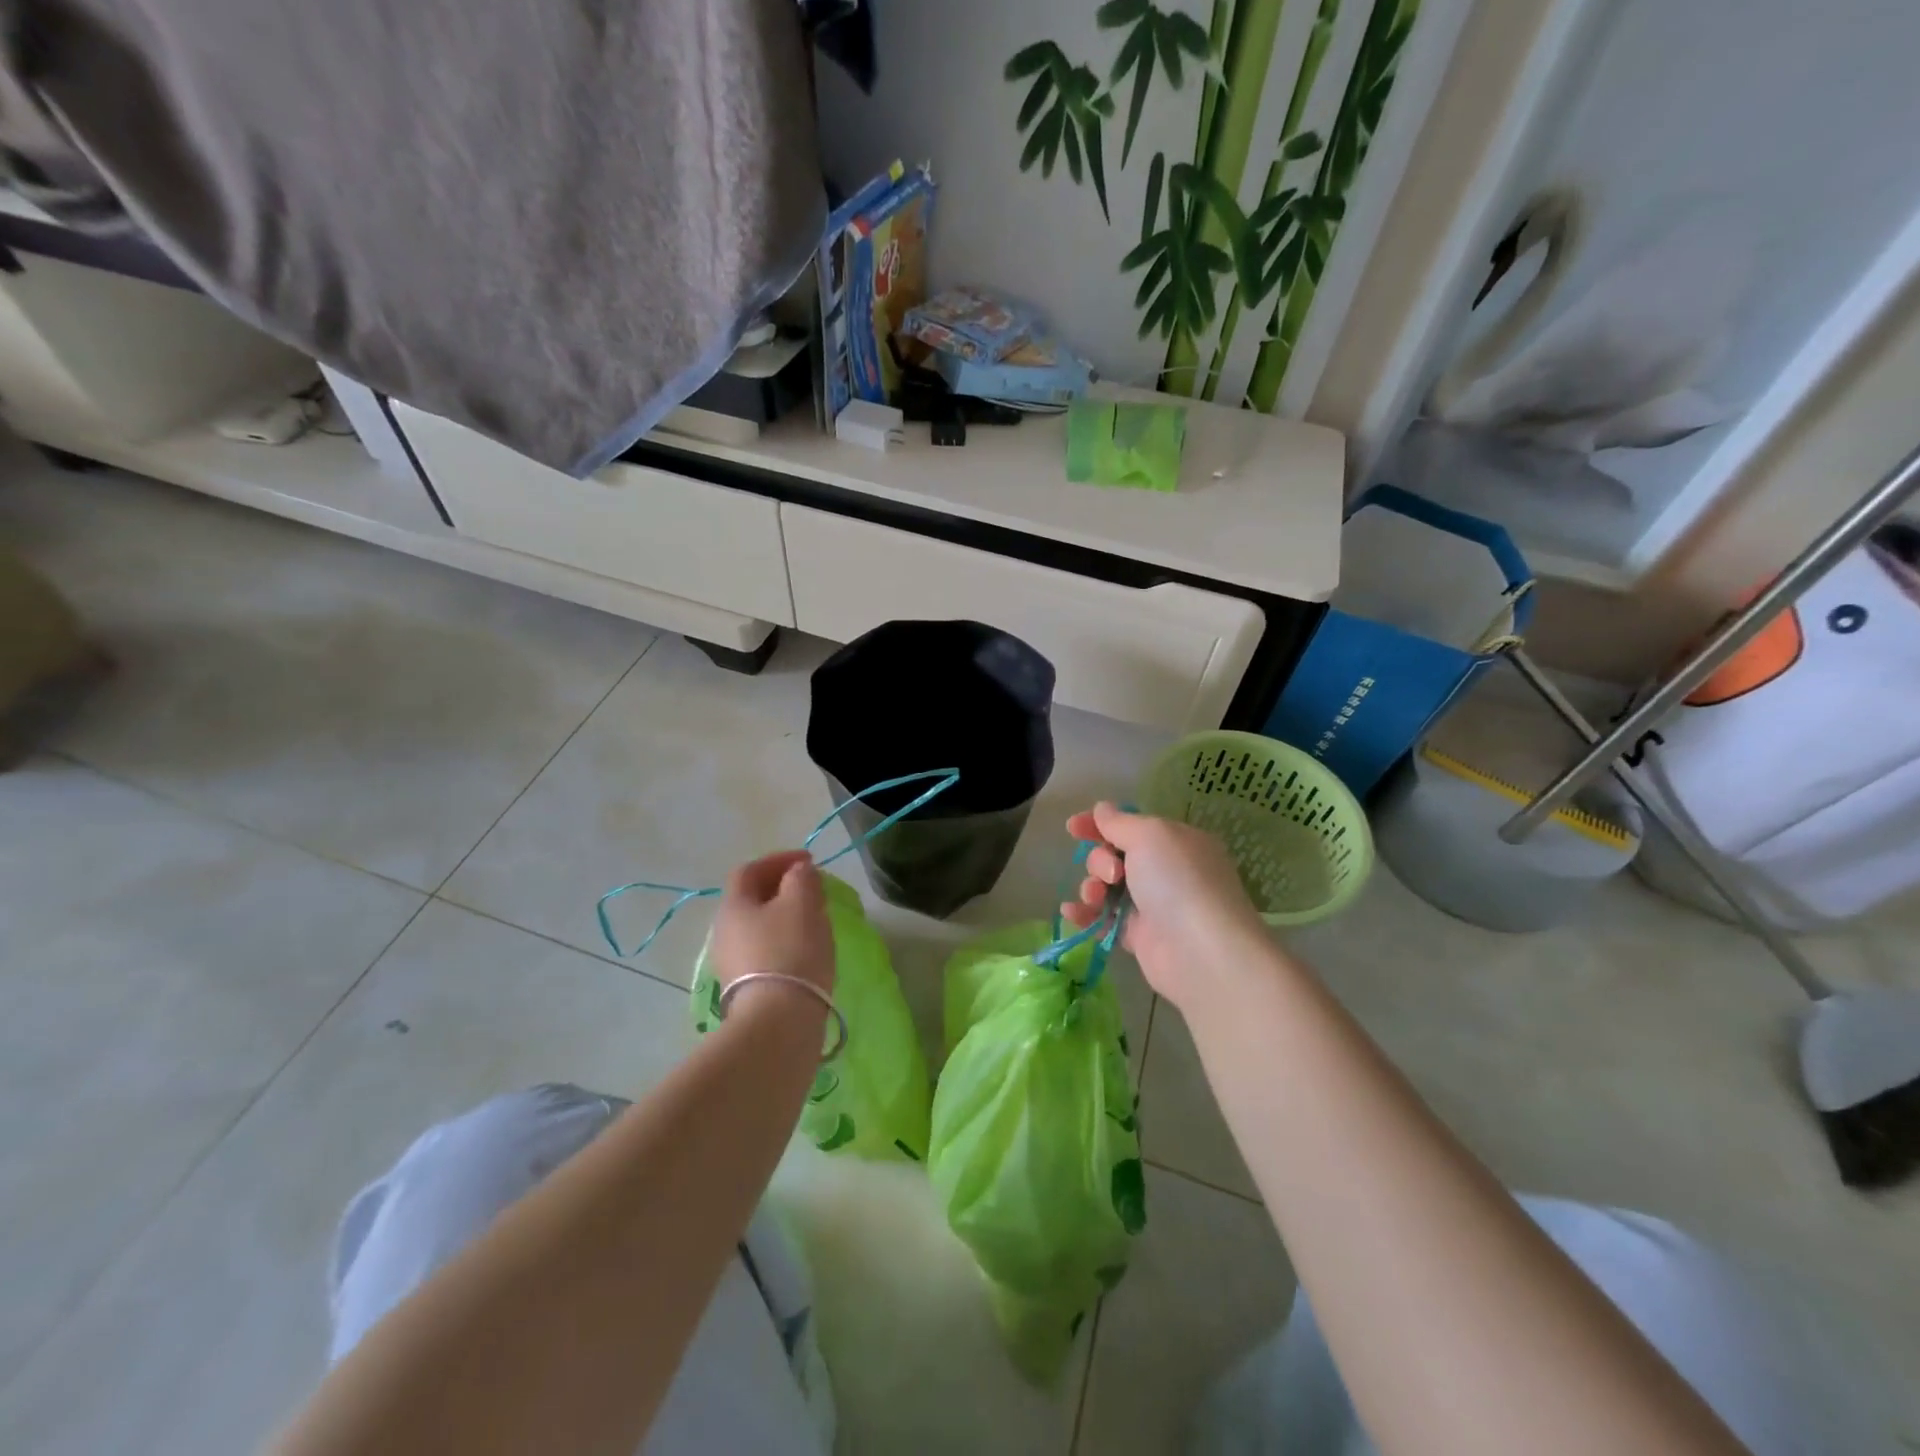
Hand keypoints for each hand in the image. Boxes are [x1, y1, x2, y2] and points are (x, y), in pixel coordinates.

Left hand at [711, 851, 834, 1006]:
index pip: (750, 870)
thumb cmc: (790, 951)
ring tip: (814, 919)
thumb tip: (798, 871)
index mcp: (733, 906)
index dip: (779, 859)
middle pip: (752, 898)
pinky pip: (764, 951)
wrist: (779, 1021)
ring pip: (759, 926)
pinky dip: (785, 940)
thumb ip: (801, 878)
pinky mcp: (745, 988)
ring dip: (784, 915)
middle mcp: (723, 932)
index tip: (809, 860)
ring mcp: (731, 963)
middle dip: (782, 888)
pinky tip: (806, 949)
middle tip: (812, 888)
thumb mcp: (802, 903)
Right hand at [1061, 802, 1268, 1011]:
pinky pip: (1105, 919)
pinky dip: (1086, 914)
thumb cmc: (1178, 880)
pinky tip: (1070, 912)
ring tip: (1095, 898)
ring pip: (1107, 887)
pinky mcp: (1139, 936)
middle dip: (1100, 860)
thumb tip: (1102, 809)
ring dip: (1091, 886)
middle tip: (1112, 874)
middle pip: (1115, 855)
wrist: (1201, 951)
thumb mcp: (1150, 835)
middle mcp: (1165, 871)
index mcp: (1175, 841)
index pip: (1131, 825)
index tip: (1073, 827)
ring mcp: (1152, 905)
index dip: (1100, 824)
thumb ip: (1119, 822)